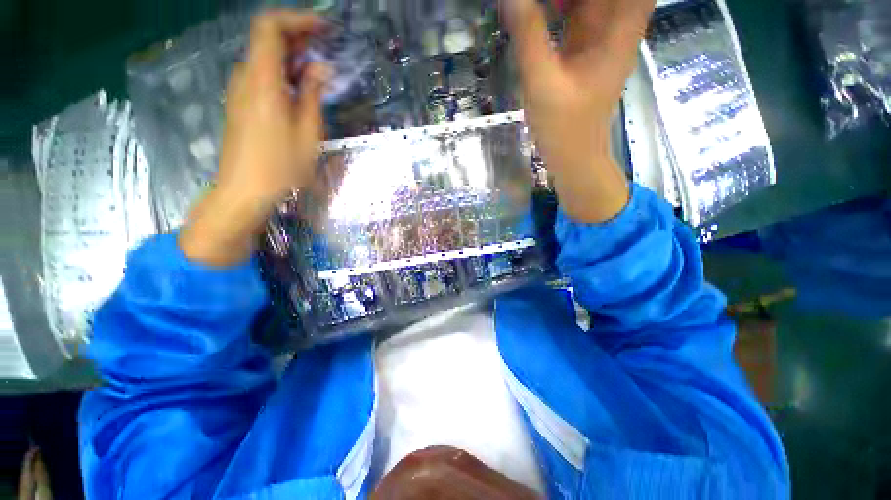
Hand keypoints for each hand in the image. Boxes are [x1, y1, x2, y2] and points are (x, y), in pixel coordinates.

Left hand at [180, 10, 329, 265]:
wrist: (243, 191)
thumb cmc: (280, 167)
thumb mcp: (307, 133)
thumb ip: (312, 95)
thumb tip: (321, 68)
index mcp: (262, 81)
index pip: (270, 27)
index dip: (297, 20)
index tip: (325, 29)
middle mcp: (246, 78)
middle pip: (267, 40)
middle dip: (299, 38)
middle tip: (328, 49)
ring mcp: (240, 91)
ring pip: (265, 59)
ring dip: (293, 58)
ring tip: (320, 72)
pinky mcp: (241, 104)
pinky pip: (262, 77)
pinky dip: (283, 74)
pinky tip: (301, 91)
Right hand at [503, 0, 655, 221]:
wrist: (574, 157)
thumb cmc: (564, 127)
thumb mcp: (542, 82)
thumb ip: (529, 36)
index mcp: (618, 31)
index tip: (561, 0)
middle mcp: (615, 28)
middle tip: (539, 2)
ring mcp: (599, 41)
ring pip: (589, 1)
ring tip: (532, 6)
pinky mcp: (584, 52)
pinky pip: (575, 16)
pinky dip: (558, 8)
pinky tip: (535, 11)